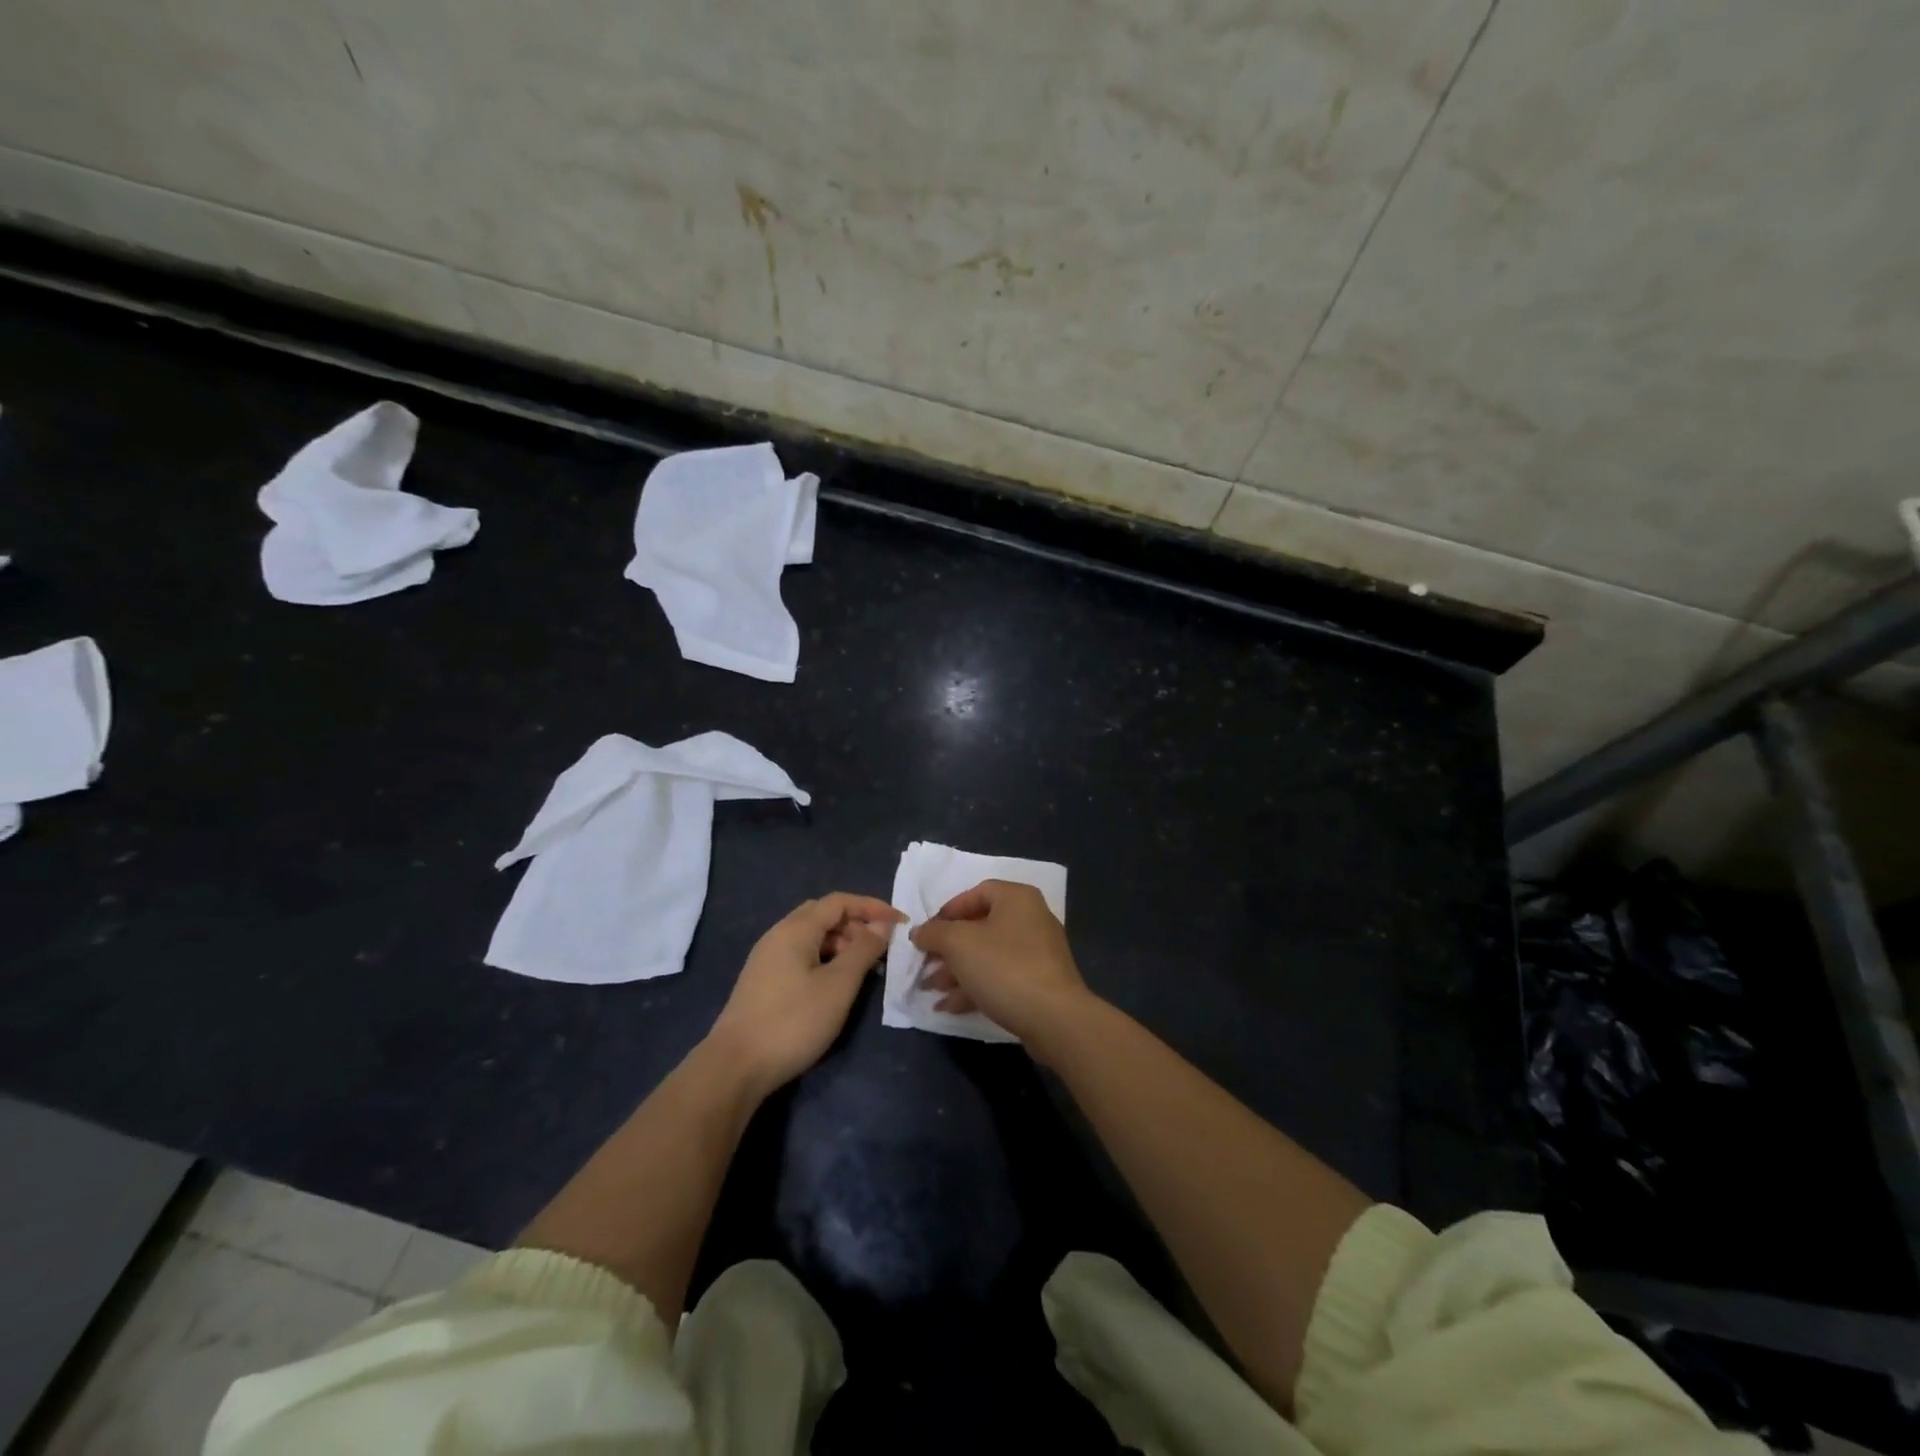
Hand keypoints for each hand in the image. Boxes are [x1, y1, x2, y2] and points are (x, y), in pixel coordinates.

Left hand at [708, 893, 902, 1095]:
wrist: (735, 1067)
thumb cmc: (793, 1021)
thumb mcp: (838, 986)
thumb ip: (863, 950)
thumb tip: (881, 926)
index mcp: (796, 929)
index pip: (840, 902)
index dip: (872, 907)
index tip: (900, 923)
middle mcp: (778, 935)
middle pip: (823, 915)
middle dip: (856, 924)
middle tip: (880, 947)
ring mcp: (767, 958)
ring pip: (811, 937)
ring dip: (841, 944)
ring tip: (862, 969)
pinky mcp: (763, 981)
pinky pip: (800, 955)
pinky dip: (824, 959)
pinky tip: (834, 984)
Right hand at [910, 880, 1093, 1054]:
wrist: (1054, 1019)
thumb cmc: (1004, 967)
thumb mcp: (958, 944)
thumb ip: (934, 933)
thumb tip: (919, 932)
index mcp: (1016, 898)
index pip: (976, 893)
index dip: (948, 911)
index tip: (927, 933)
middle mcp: (1030, 919)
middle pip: (979, 927)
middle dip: (947, 948)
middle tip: (924, 965)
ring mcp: (1037, 954)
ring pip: (987, 956)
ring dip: (955, 972)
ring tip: (929, 990)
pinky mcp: (1038, 984)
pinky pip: (1000, 978)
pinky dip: (974, 988)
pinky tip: (949, 1007)